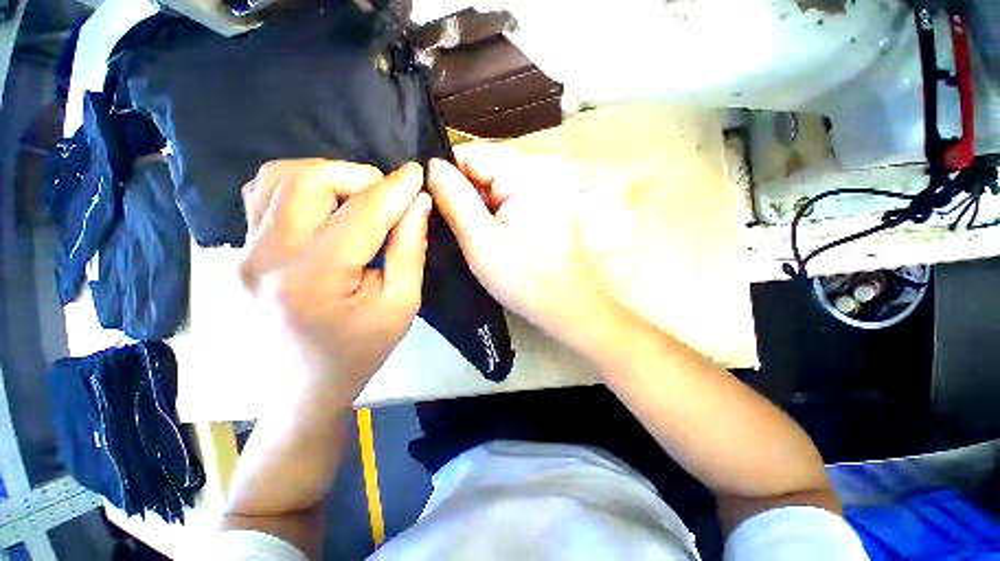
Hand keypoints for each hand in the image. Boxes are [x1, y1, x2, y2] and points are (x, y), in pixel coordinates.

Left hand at [238, 159, 430, 401]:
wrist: (303, 387)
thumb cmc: (361, 351)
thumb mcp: (402, 304)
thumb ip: (410, 249)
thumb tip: (417, 203)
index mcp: (314, 279)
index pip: (362, 213)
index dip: (396, 188)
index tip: (418, 173)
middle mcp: (266, 257)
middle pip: (309, 180)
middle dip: (358, 176)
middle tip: (386, 196)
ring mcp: (243, 253)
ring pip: (279, 178)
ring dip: (328, 177)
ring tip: (357, 199)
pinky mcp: (238, 253)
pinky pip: (261, 196)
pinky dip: (297, 188)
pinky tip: (323, 208)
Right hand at [427, 144, 613, 348]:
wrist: (569, 308)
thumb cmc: (525, 280)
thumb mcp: (480, 241)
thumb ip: (454, 199)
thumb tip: (431, 166)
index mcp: (526, 175)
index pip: (472, 154)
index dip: (446, 175)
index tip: (431, 202)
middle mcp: (540, 173)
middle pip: (485, 169)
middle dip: (463, 194)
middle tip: (449, 225)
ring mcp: (546, 190)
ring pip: (496, 186)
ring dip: (478, 206)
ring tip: (469, 233)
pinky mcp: (547, 207)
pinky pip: (510, 200)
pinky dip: (494, 214)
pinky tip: (489, 235)